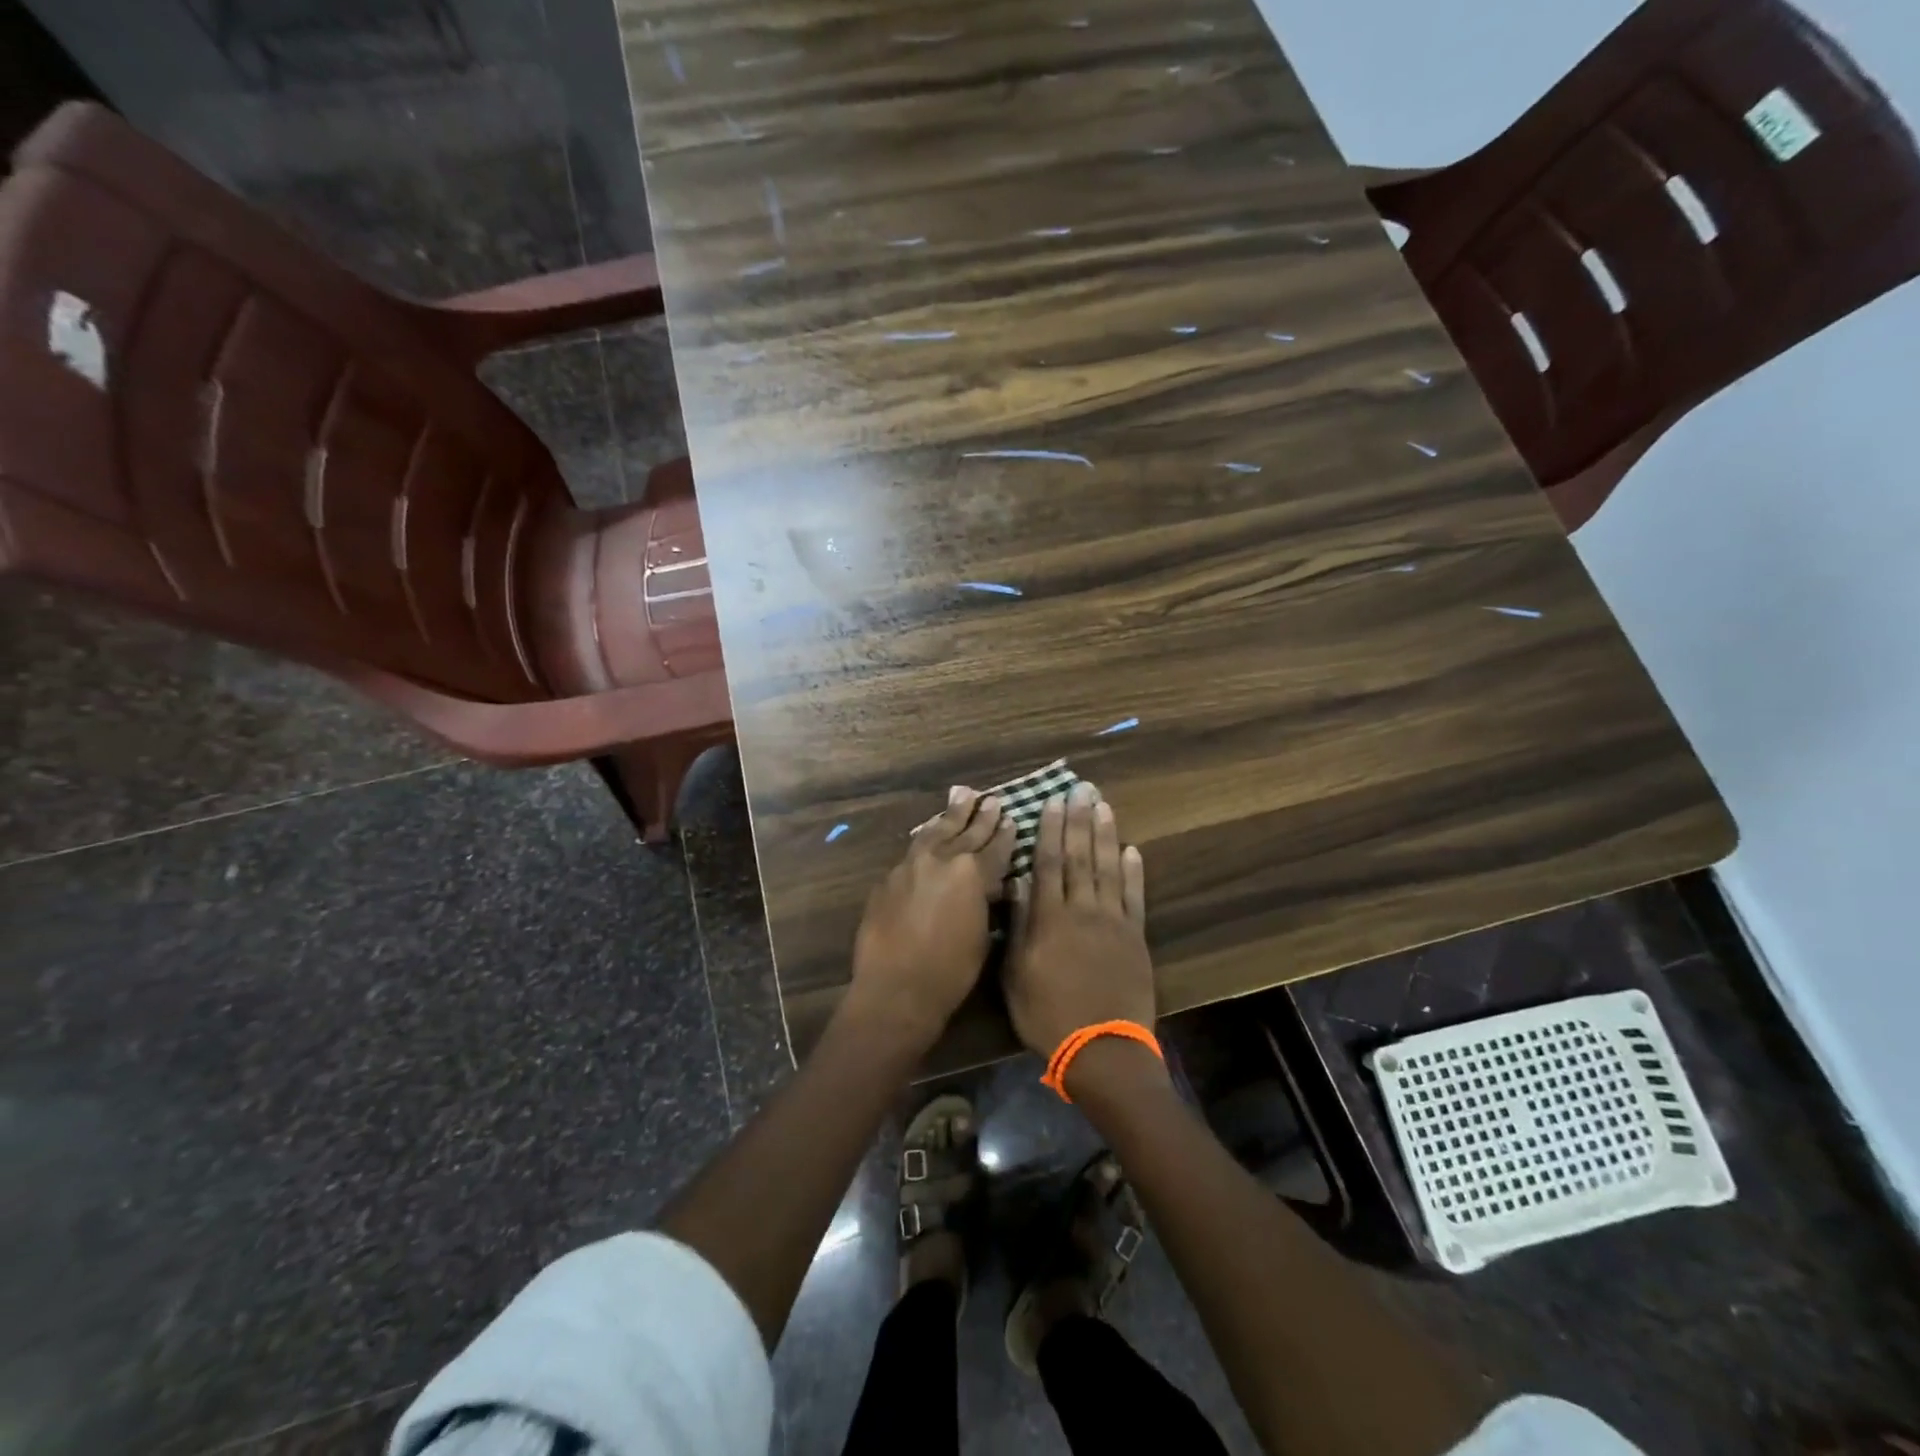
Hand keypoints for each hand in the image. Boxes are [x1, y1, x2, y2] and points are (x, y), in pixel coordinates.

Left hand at [847, 788, 1015, 1049]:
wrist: (896, 989)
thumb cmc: (951, 972)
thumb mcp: (982, 936)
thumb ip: (985, 902)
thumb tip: (988, 885)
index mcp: (972, 874)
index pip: (995, 848)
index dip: (1005, 834)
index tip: (1011, 818)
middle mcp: (942, 860)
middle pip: (965, 832)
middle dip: (980, 816)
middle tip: (990, 799)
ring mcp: (911, 866)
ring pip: (935, 831)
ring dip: (950, 815)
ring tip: (961, 795)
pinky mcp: (888, 878)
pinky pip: (912, 850)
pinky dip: (926, 838)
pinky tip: (930, 832)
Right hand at [1003, 782, 1153, 1058]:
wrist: (1101, 1049)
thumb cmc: (1047, 1015)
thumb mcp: (1016, 974)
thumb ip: (1019, 925)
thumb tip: (1020, 882)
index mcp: (1049, 918)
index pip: (1048, 862)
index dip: (1050, 829)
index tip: (1053, 801)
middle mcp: (1082, 910)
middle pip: (1080, 856)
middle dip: (1079, 820)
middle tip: (1082, 788)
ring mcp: (1113, 922)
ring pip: (1109, 868)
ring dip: (1106, 835)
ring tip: (1104, 805)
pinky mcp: (1135, 937)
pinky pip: (1135, 897)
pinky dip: (1134, 872)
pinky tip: (1133, 850)